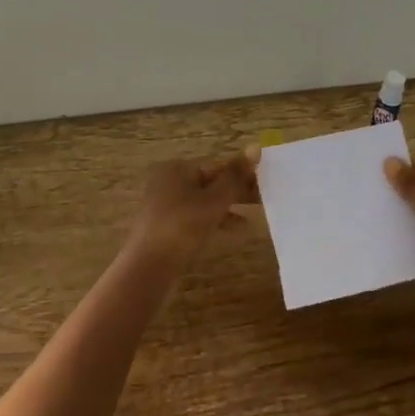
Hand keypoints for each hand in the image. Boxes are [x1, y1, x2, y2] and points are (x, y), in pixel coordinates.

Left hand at [125, 155, 255, 266]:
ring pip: (205, 201)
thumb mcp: (213, 201)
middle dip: (237, 190)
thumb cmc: (182, 227)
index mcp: (177, 169)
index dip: (242, 173)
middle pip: (210, 182)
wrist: (148, 269)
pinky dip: (216, 221)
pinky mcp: (168, 227)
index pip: (217, 165)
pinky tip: (236, 231)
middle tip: (265, 198)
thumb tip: (256, 146)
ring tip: (256, 214)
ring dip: (230, 207)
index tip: (266, 183)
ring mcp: (167, 206)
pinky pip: (197, 218)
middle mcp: (169, 182)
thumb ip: (235, 177)